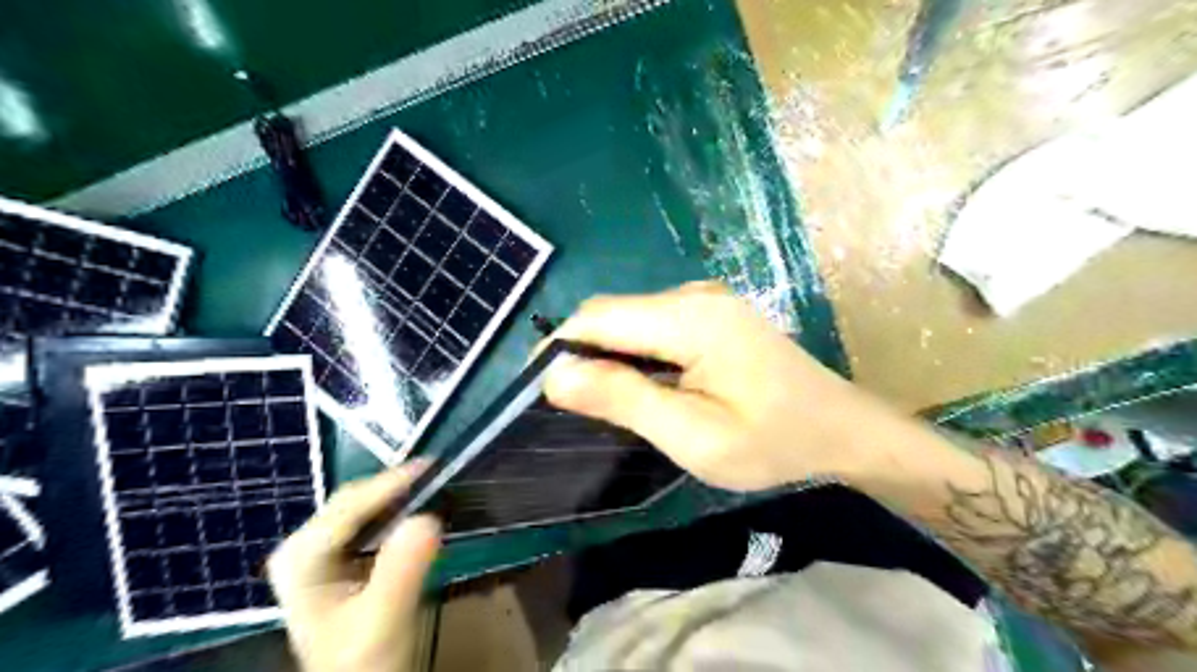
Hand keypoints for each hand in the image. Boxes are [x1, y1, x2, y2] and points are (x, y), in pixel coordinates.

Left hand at [268, 464, 440, 670]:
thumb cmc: (365, 661)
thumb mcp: (384, 620)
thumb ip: (401, 571)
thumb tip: (428, 518)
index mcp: (300, 558)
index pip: (350, 505)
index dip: (392, 482)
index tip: (432, 466)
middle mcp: (303, 545)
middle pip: (356, 500)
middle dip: (396, 487)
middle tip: (440, 475)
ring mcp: (319, 549)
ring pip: (365, 506)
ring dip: (400, 497)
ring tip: (435, 486)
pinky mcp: (339, 556)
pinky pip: (372, 519)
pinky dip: (398, 511)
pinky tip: (420, 511)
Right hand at [543, 280, 898, 489]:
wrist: (840, 429)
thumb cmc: (773, 442)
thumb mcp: (694, 435)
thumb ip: (625, 399)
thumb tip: (555, 375)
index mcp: (690, 318)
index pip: (597, 317)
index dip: (560, 347)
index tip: (538, 389)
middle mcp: (693, 294)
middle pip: (611, 313)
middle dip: (581, 352)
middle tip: (571, 404)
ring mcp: (706, 299)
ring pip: (629, 318)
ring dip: (606, 353)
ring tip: (601, 400)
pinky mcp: (712, 312)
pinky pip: (652, 323)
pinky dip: (632, 350)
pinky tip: (640, 384)